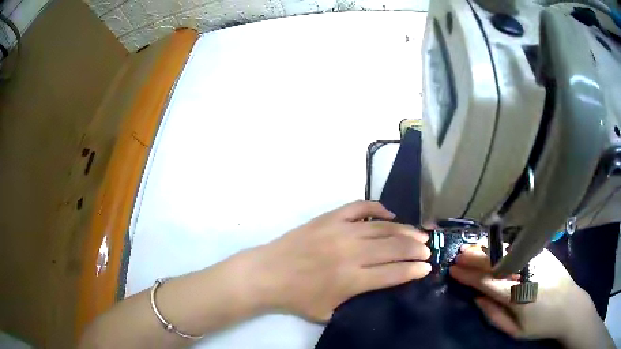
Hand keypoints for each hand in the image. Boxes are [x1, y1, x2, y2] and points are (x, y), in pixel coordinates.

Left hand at [250, 201, 430, 321]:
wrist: (267, 274)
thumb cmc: (297, 298)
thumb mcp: (329, 313)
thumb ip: (357, 302)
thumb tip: (380, 287)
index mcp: (352, 280)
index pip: (394, 273)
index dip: (414, 270)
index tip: (427, 267)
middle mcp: (351, 253)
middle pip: (394, 248)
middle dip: (416, 249)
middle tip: (427, 249)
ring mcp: (340, 231)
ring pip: (383, 228)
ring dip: (405, 231)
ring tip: (418, 234)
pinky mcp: (329, 218)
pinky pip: (360, 207)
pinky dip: (378, 209)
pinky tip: (389, 215)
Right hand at [450, 245, 612, 347]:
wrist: (570, 307)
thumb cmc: (541, 325)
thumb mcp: (516, 332)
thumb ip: (494, 317)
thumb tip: (477, 299)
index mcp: (520, 297)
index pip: (488, 282)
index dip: (469, 276)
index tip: (454, 270)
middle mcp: (528, 274)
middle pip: (497, 262)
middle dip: (475, 258)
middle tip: (458, 255)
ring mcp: (538, 260)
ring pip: (508, 251)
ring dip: (487, 248)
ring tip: (471, 247)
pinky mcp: (545, 253)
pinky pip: (520, 247)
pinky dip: (503, 246)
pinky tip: (493, 245)